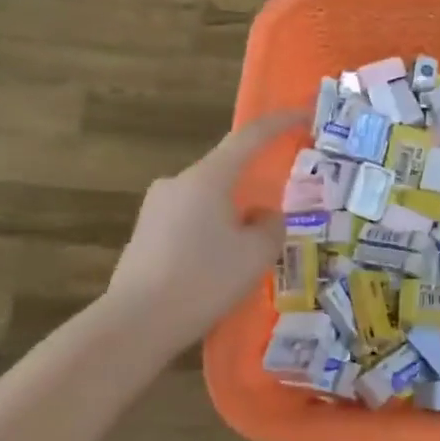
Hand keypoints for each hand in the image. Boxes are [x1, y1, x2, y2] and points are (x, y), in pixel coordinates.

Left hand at [106, 111, 305, 355]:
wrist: (134, 325)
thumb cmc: (203, 280)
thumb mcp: (255, 254)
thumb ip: (271, 226)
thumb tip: (263, 216)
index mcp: (207, 178)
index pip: (249, 138)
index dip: (280, 123)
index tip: (304, 115)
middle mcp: (177, 183)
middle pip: (226, 173)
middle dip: (253, 189)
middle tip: (276, 217)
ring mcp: (155, 209)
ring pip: (208, 202)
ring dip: (231, 218)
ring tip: (246, 257)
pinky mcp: (143, 236)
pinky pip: (189, 224)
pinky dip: (209, 237)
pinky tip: (215, 272)